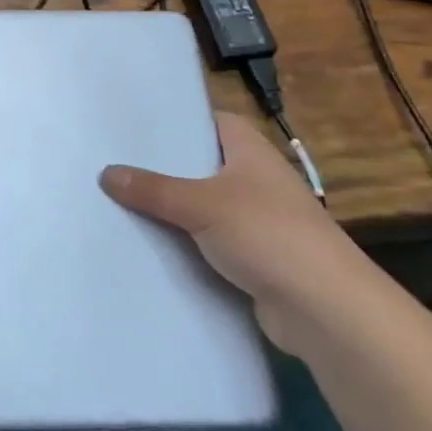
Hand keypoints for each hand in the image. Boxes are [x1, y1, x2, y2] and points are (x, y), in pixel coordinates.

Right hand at [101, 114, 376, 354]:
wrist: (325, 310)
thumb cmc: (267, 234)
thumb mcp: (201, 205)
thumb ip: (153, 189)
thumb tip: (106, 173)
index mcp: (251, 151)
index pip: (211, 122)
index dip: (178, 120)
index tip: (136, 124)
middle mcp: (256, 180)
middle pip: (201, 165)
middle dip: (163, 167)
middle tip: (113, 162)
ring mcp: (257, 221)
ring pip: (202, 206)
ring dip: (171, 209)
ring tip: (118, 201)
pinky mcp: (254, 258)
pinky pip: (208, 242)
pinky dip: (184, 244)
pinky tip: (147, 245)